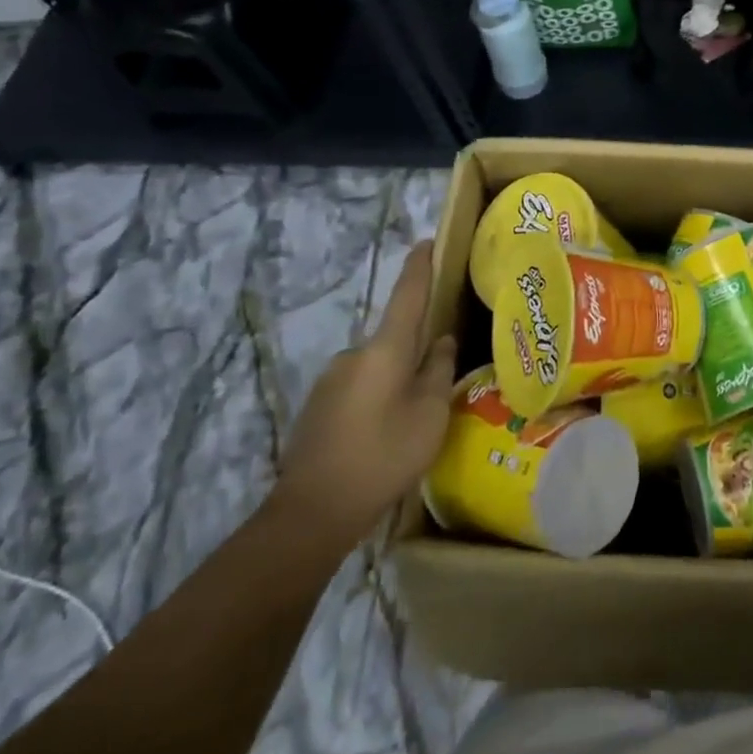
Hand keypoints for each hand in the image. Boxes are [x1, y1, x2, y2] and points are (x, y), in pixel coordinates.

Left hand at [267, 242, 455, 554]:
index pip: (407, 294)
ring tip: (413, 416)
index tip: (426, 242)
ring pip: (376, 367)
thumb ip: (438, 371)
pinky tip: (384, 434)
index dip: (419, 267)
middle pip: (394, 338)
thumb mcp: (429, 415)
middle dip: (415, 349)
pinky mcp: (318, 408)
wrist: (312, 512)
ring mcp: (330, 381)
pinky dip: (376, 399)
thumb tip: (440, 342)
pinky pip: (358, 389)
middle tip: (438, 376)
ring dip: (395, 379)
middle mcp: (354, 354)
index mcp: (384, 349)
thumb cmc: (382, 456)